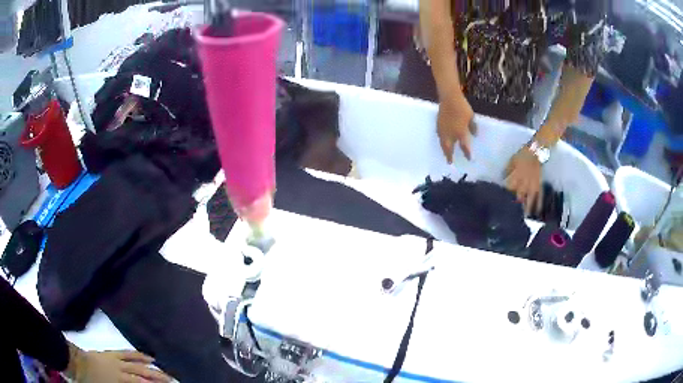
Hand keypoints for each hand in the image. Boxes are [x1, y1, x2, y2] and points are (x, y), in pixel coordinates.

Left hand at [69, 346, 171, 382]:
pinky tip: (147, 356)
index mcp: (119, 381)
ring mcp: (116, 361)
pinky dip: (138, 355)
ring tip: (165, 371)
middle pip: (143, 375)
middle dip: (159, 379)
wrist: (74, 363)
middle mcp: (121, 371)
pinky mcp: (111, 353)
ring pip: (138, 364)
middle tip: (173, 381)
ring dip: (153, 368)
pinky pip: (127, 353)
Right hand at [437, 96, 476, 163]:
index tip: (469, 159)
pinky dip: (442, 141)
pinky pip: (439, 136)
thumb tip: (474, 135)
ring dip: (444, 149)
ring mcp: (443, 130)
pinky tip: (443, 141)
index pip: (464, 147)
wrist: (449, 98)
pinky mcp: (438, 125)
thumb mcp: (471, 117)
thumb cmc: (462, 107)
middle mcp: (450, 134)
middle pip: (448, 148)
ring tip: (445, 154)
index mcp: (460, 133)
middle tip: (449, 162)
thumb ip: (473, 127)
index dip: (467, 154)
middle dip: (449, 156)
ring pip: (443, 143)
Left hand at [505, 146, 542, 215]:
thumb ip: (507, 172)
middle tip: (513, 217)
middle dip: (515, 208)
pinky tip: (537, 213)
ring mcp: (532, 187)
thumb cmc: (521, 156)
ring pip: (529, 201)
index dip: (505, 199)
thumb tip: (502, 180)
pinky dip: (539, 205)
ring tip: (524, 219)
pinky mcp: (539, 186)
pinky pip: (539, 197)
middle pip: (518, 199)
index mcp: (515, 179)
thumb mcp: (511, 162)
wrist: (536, 152)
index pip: (509, 191)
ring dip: (527, 210)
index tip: (502, 207)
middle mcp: (524, 185)